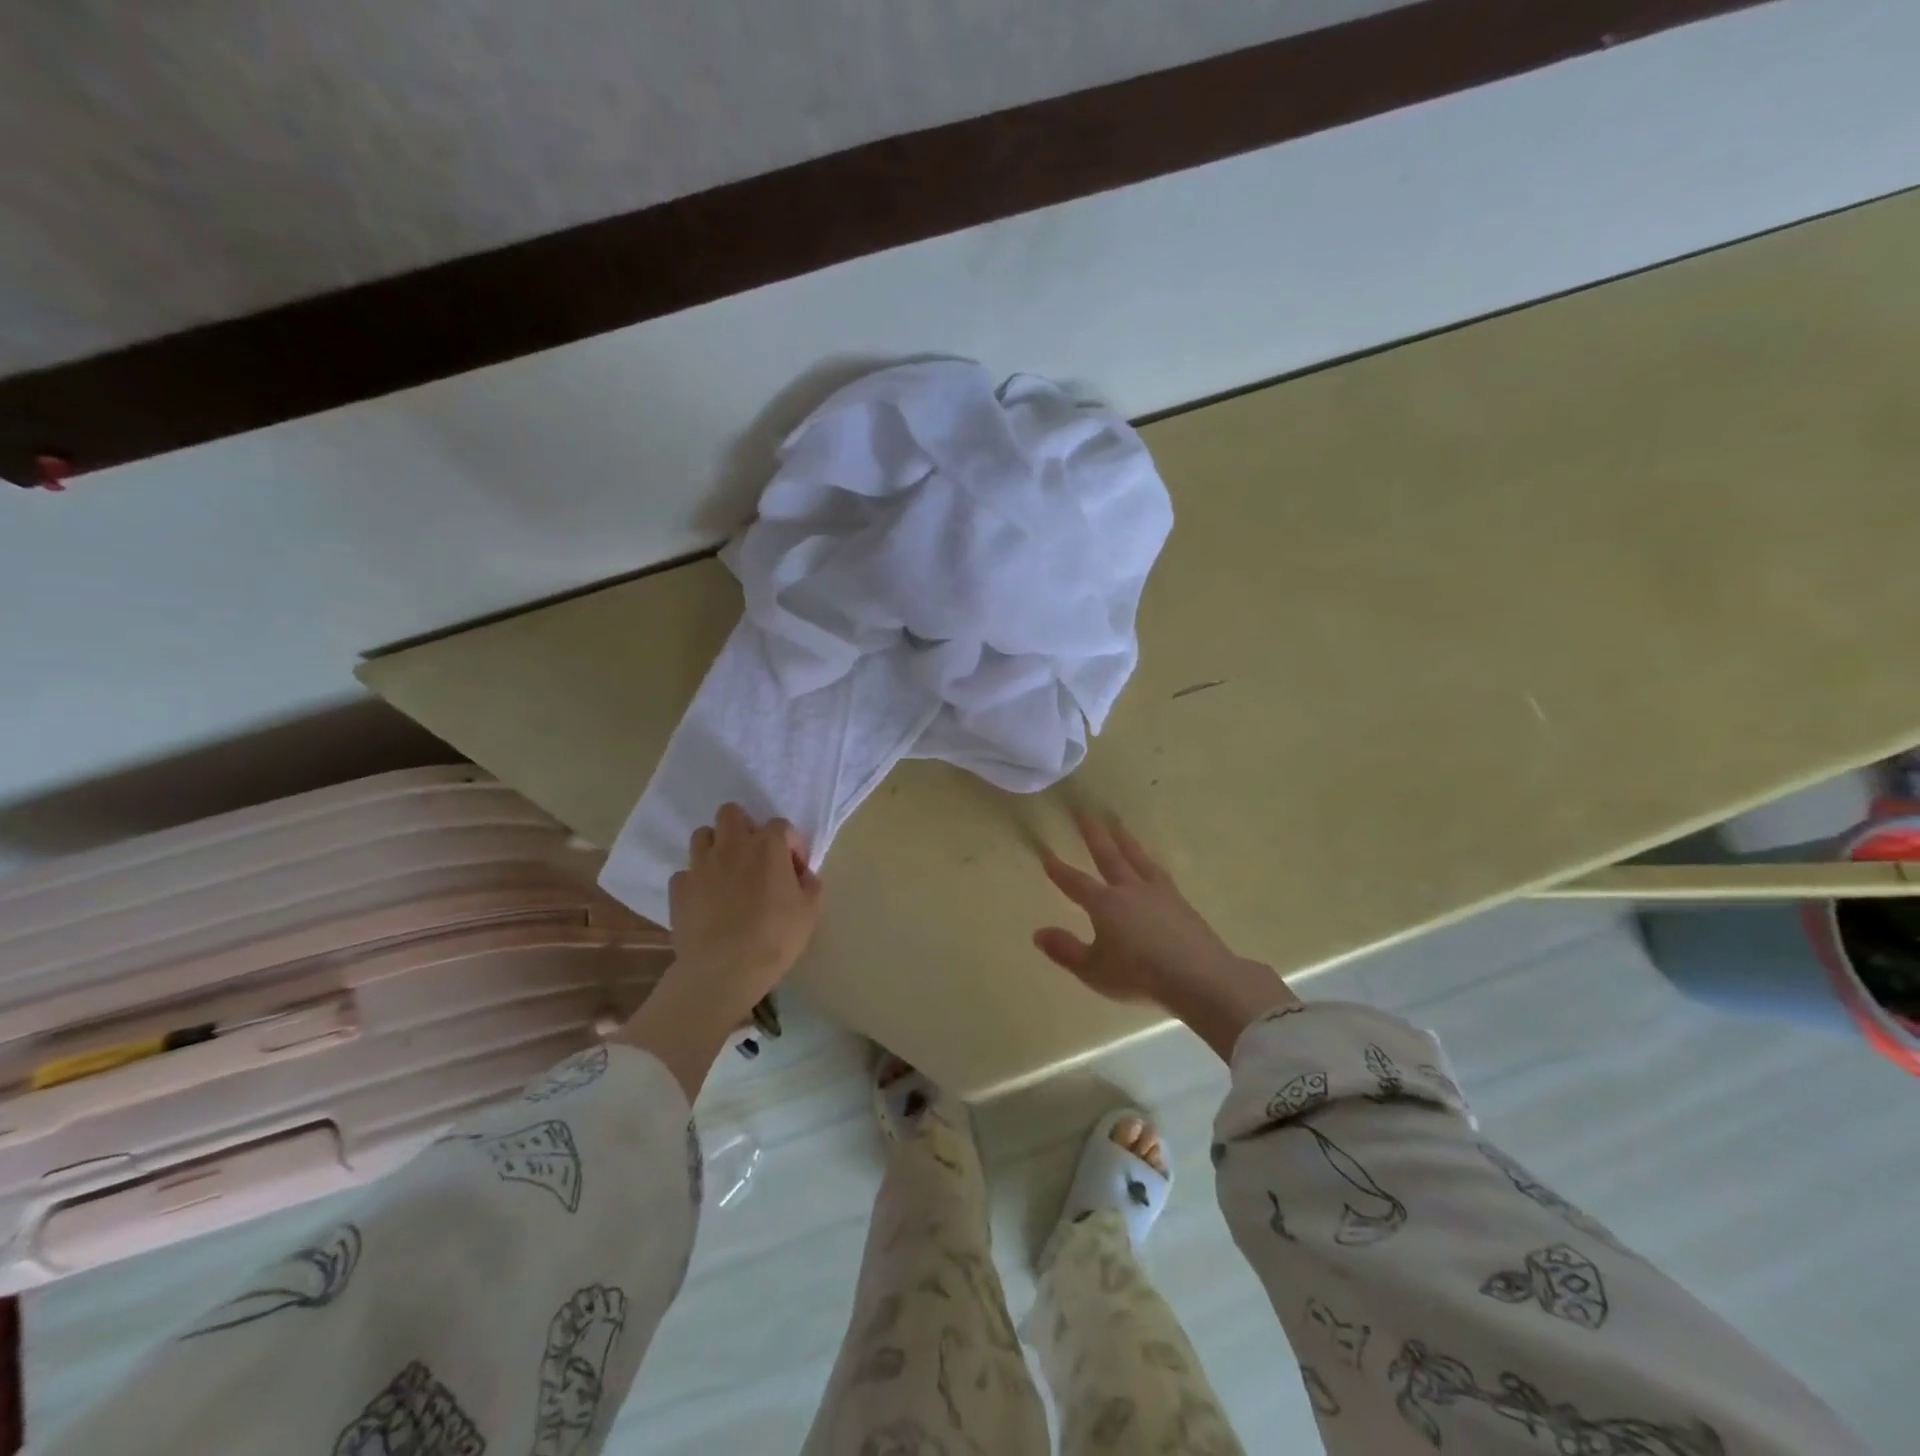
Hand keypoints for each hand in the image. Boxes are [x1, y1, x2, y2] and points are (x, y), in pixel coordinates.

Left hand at [669, 803, 821, 1009]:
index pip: (781, 825)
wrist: (724, 969)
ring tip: (725, 873)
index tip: (794, 868)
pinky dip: (695, 881)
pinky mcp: (678, 888)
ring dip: (715, 847)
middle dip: (743, 827)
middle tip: (753, 856)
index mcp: (768, 847)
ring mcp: (700, 865)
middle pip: (731, 813)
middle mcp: (732, 846)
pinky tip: (705, 900)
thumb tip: (802, 875)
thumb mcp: (810, 912)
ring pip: (702, 835)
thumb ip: (810, 884)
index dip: (790, 844)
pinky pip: (685, 873)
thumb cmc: (775, 938)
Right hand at [1034, 811, 1298, 1060]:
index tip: (1046, 854)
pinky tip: (1151, 862)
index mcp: (1104, 904)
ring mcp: (1157, 892)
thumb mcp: (1094, 970)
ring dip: (1124, 839)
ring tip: (1115, 822)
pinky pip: (1158, 871)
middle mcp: (1128, 889)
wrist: (1198, 976)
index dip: (1059, 870)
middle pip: (1107, 855)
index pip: (1075, 883)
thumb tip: (1038, 933)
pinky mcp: (1179, 900)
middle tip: (1082, 810)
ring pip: (1136, 857)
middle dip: (1092, 833)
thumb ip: (1065, 950)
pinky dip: (1149, 861)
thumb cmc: (1139, 976)